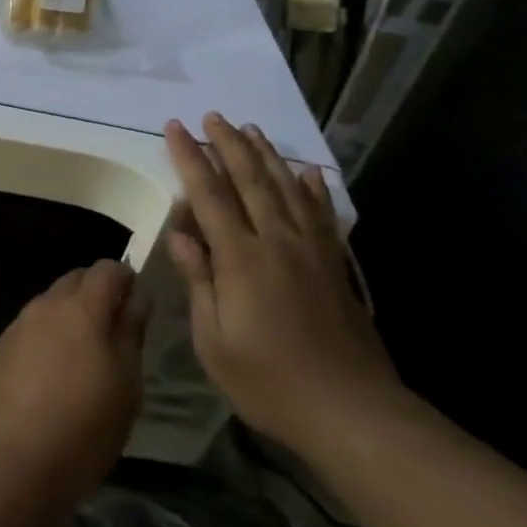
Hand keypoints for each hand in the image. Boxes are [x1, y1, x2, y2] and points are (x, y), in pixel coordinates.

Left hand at [0, 261, 146, 509]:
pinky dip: (48, 338)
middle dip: (97, 295)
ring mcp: (19, 325)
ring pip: (52, 304)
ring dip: (70, 318)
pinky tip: (53, 377)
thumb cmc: (82, 428)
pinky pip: (32, 329)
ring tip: (84, 360)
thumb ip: (131, 334)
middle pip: (76, 280)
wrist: (8, 465)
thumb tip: (136, 299)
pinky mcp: (0, 349)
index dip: (126, 280)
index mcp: (82, 307)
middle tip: (113, 335)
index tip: (136, 308)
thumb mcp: (126, 386)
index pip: (107, 268)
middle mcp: (47, 305)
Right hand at [164, 114, 402, 458]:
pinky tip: (307, 172)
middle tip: (212, 116)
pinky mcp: (336, 264)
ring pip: (286, 187)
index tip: (175, 128)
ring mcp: (312, 249)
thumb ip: (199, 282)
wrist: (351, 410)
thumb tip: (180, 234)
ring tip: (250, 128)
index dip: (190, 158)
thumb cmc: (270, 381)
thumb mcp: (215, 341)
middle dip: (228, 143)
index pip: (209, 194)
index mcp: (241, 258)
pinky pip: (322, 213)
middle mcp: (277, 241)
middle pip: (250, 179)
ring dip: (266, 154)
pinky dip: (312, 187)